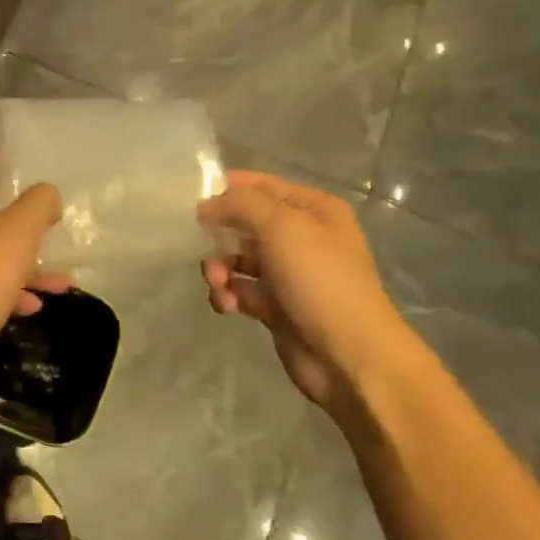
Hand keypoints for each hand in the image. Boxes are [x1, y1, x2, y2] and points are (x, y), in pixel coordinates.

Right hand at [197, 171, 415, 408]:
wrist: (348, 354)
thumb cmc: (320, 280)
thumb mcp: (282, 226)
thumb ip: (240, 204)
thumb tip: (205, 206)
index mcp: (313, 210)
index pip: (260, 185)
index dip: (226, 188)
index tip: (191, 201)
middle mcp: (301, 237)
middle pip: (243, 224)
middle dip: (218, 237)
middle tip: (203, 250)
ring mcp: (288, 273)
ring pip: (236, 259)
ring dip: (219, 270)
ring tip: (220, 285)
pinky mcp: (275, 306)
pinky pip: (239, 290)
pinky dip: (227, 295)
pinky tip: (229, 306)